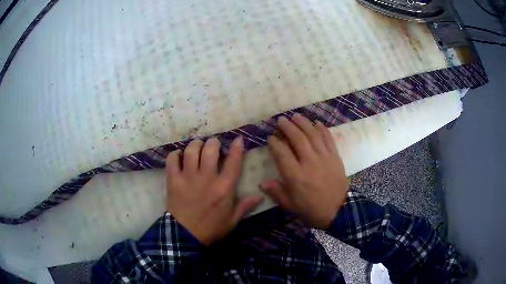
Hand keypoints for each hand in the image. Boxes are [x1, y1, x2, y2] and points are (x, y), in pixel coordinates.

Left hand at [165, 137, 263, 245]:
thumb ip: (246, 206)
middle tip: (213, 144)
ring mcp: (188, 178)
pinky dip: (175, 154)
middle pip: (210, 150)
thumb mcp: (232, 220)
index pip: (233, 162)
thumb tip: (261, 195)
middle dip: (213, 143)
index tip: (237, 139)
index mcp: (224, 188)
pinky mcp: (173, 180)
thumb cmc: (211, 228)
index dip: (236, 147)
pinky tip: (179, 156)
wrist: (185, 236)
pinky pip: (172, 160)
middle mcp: (207, 178)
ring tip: (197, 146)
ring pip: (192, 151)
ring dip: (196, 144)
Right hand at [260, 114, 347, 228]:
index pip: (282, 153)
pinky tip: (317, 123)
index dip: (275, 142)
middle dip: (287, 127)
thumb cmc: (311, 209)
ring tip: (296, 116)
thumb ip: (276, 192)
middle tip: (281, 120)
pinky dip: (323, 129)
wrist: (338, 211)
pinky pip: (328, 139)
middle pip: (297, 139)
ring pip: (313, 135)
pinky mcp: (335, 157)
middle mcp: (309, 162)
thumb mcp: (290, 205)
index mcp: (295, 175)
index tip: (271, 137)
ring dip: (303, 123)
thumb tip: (262, 182)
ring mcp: (324, 157)